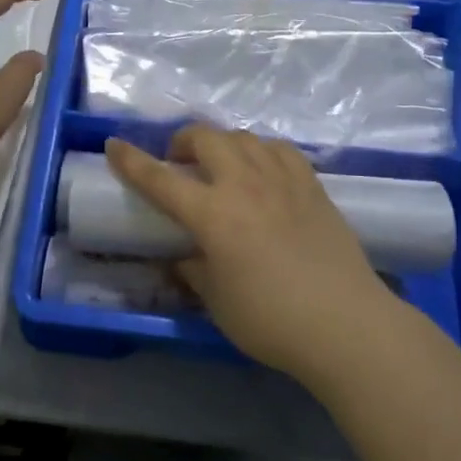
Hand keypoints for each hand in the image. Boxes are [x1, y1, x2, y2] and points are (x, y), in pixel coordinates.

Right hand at [103, 126, 400, 384]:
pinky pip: (279, 149)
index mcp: (213, 214)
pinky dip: (261, 150)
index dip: (132, 161)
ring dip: (222, 143)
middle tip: (179, 162)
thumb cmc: (272, 321)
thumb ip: (194, 271)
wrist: (346, 324)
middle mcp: (244, 184)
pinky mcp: (311, 184)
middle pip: (205, 138)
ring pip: (243, 137)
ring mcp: (281, 178)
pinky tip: (262, 168)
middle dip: (183, 141)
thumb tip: (183, 257)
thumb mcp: (218, 302)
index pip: (161, 179)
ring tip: (221, 164)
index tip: (114, 145)